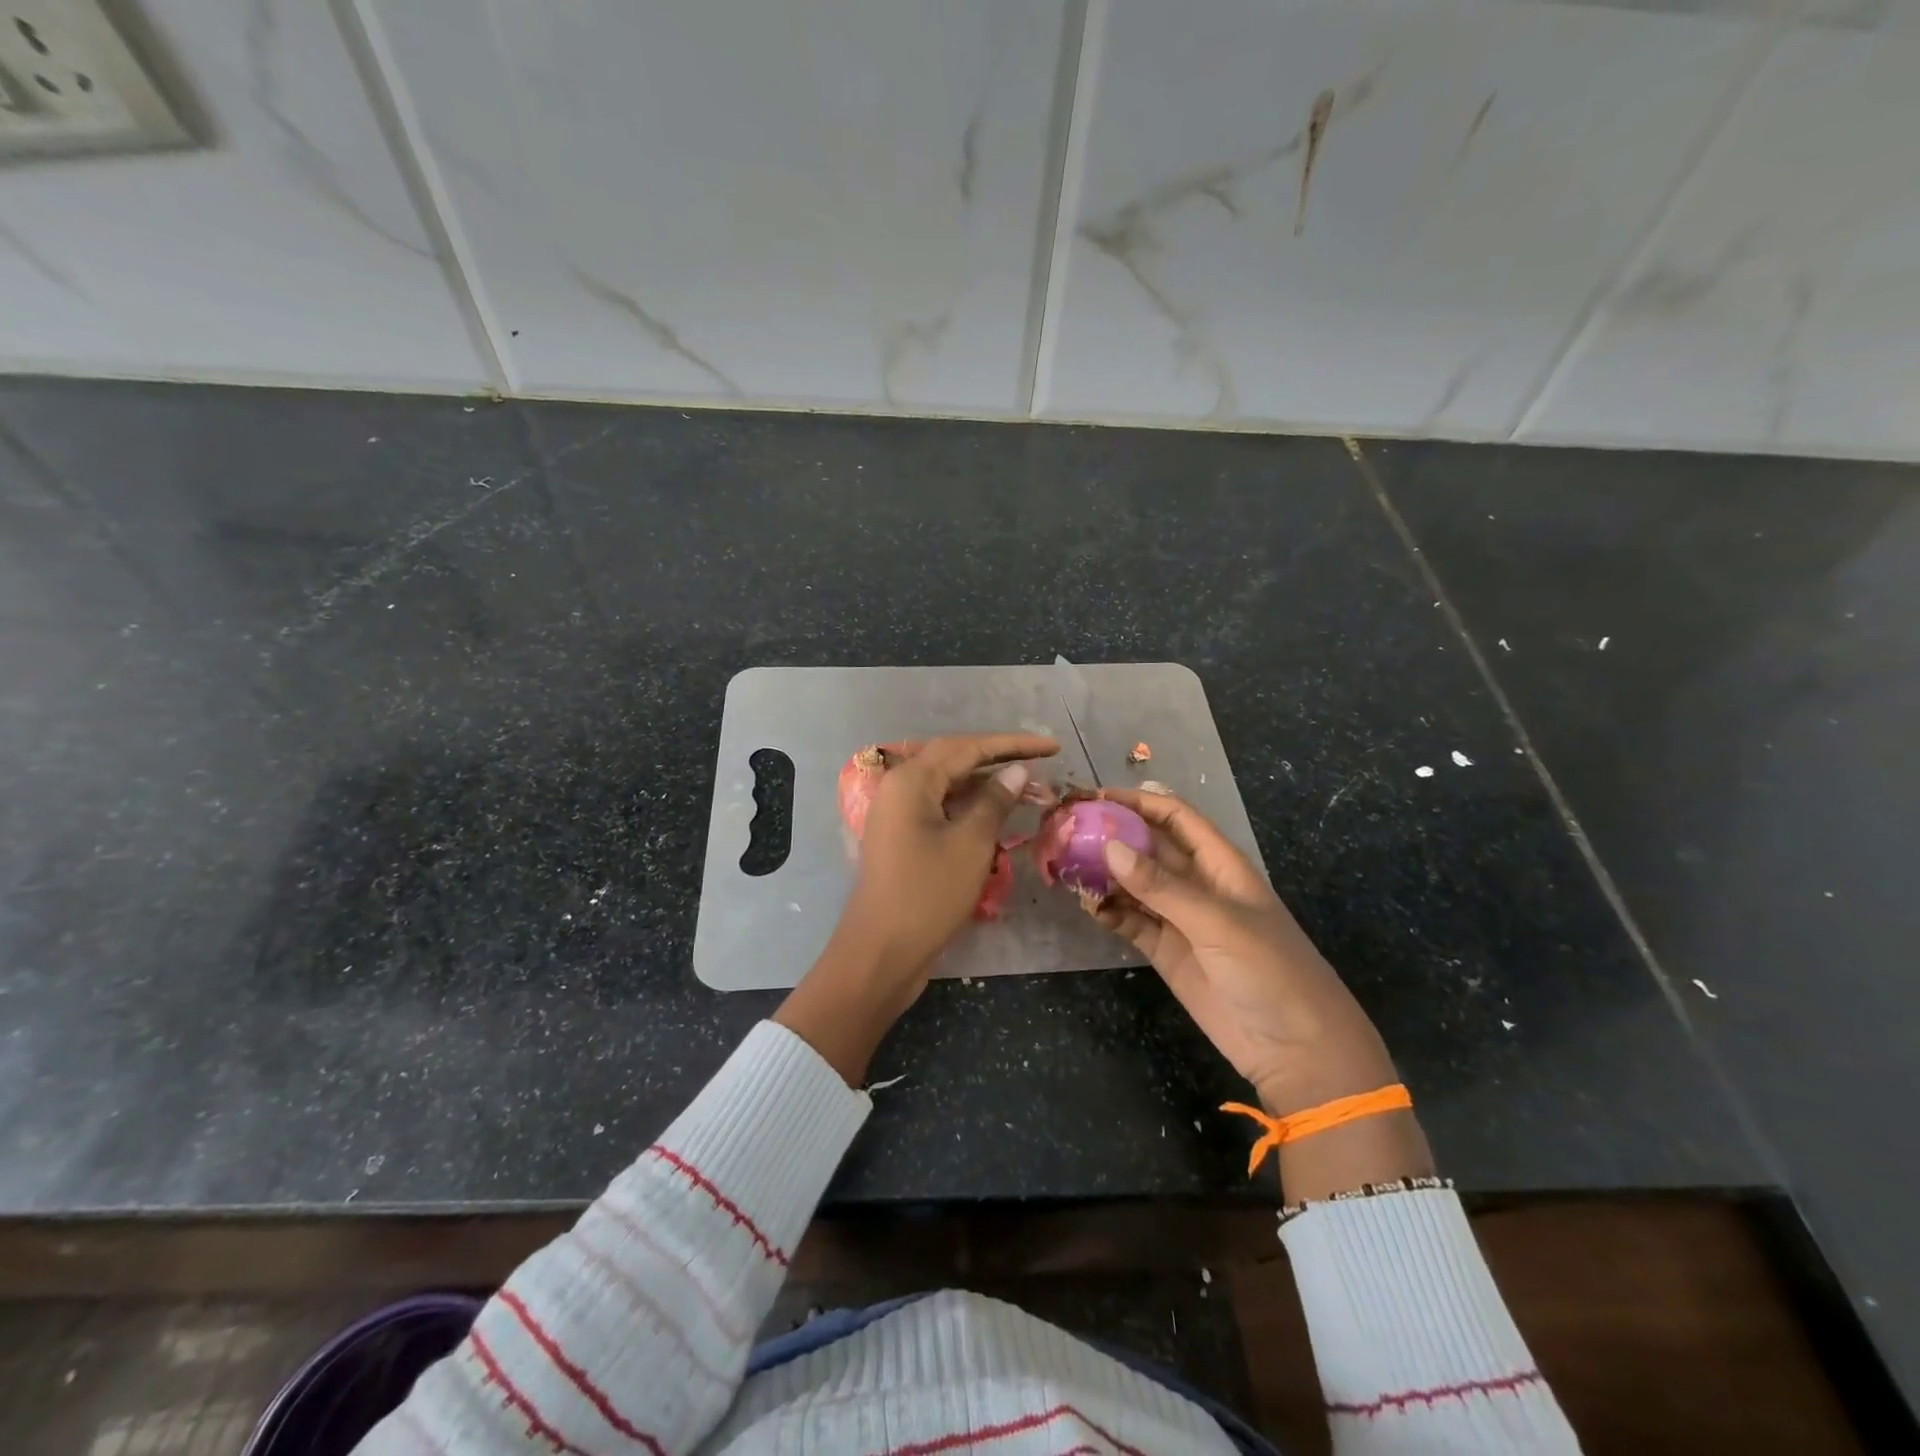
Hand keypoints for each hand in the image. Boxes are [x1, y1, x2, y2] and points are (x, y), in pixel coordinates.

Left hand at [775, 732, 1058, 1084]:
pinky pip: (942, 810)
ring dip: (988, 786)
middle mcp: (899, 789)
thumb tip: (1017, 771)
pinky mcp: (903, 839)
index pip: (967, 747)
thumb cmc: (927, 895)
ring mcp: (899, 815)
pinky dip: (971, 809)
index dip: (1013, 745)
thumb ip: (995, 801)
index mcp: (910, 781)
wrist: (881, 953)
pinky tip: (999, 815)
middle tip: (1044, 762)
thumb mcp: (970, 845)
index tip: (1052, 746)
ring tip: (1031, 790)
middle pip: (956, 761)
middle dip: (1001, 760)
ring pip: (950, 787)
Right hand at [1092, 788, 1432, 1196]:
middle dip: (1110, 834)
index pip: (1174, 817)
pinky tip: (1088, 907)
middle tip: (1064, 829)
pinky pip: (1130, 920)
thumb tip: (1109, 846)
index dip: (1137, 801)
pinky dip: (1108, 911)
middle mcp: (1195, 883)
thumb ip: (1162, 886)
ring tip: (1063, 866)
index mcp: (1219, 863)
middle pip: (1147, 846)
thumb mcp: (1217, 922)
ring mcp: (1178, 918)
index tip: (1093, 796)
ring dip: (1103, 873)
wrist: (1296, 1049)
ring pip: (1132, 883)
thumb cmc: (1270, 970)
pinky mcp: (1165, 950)